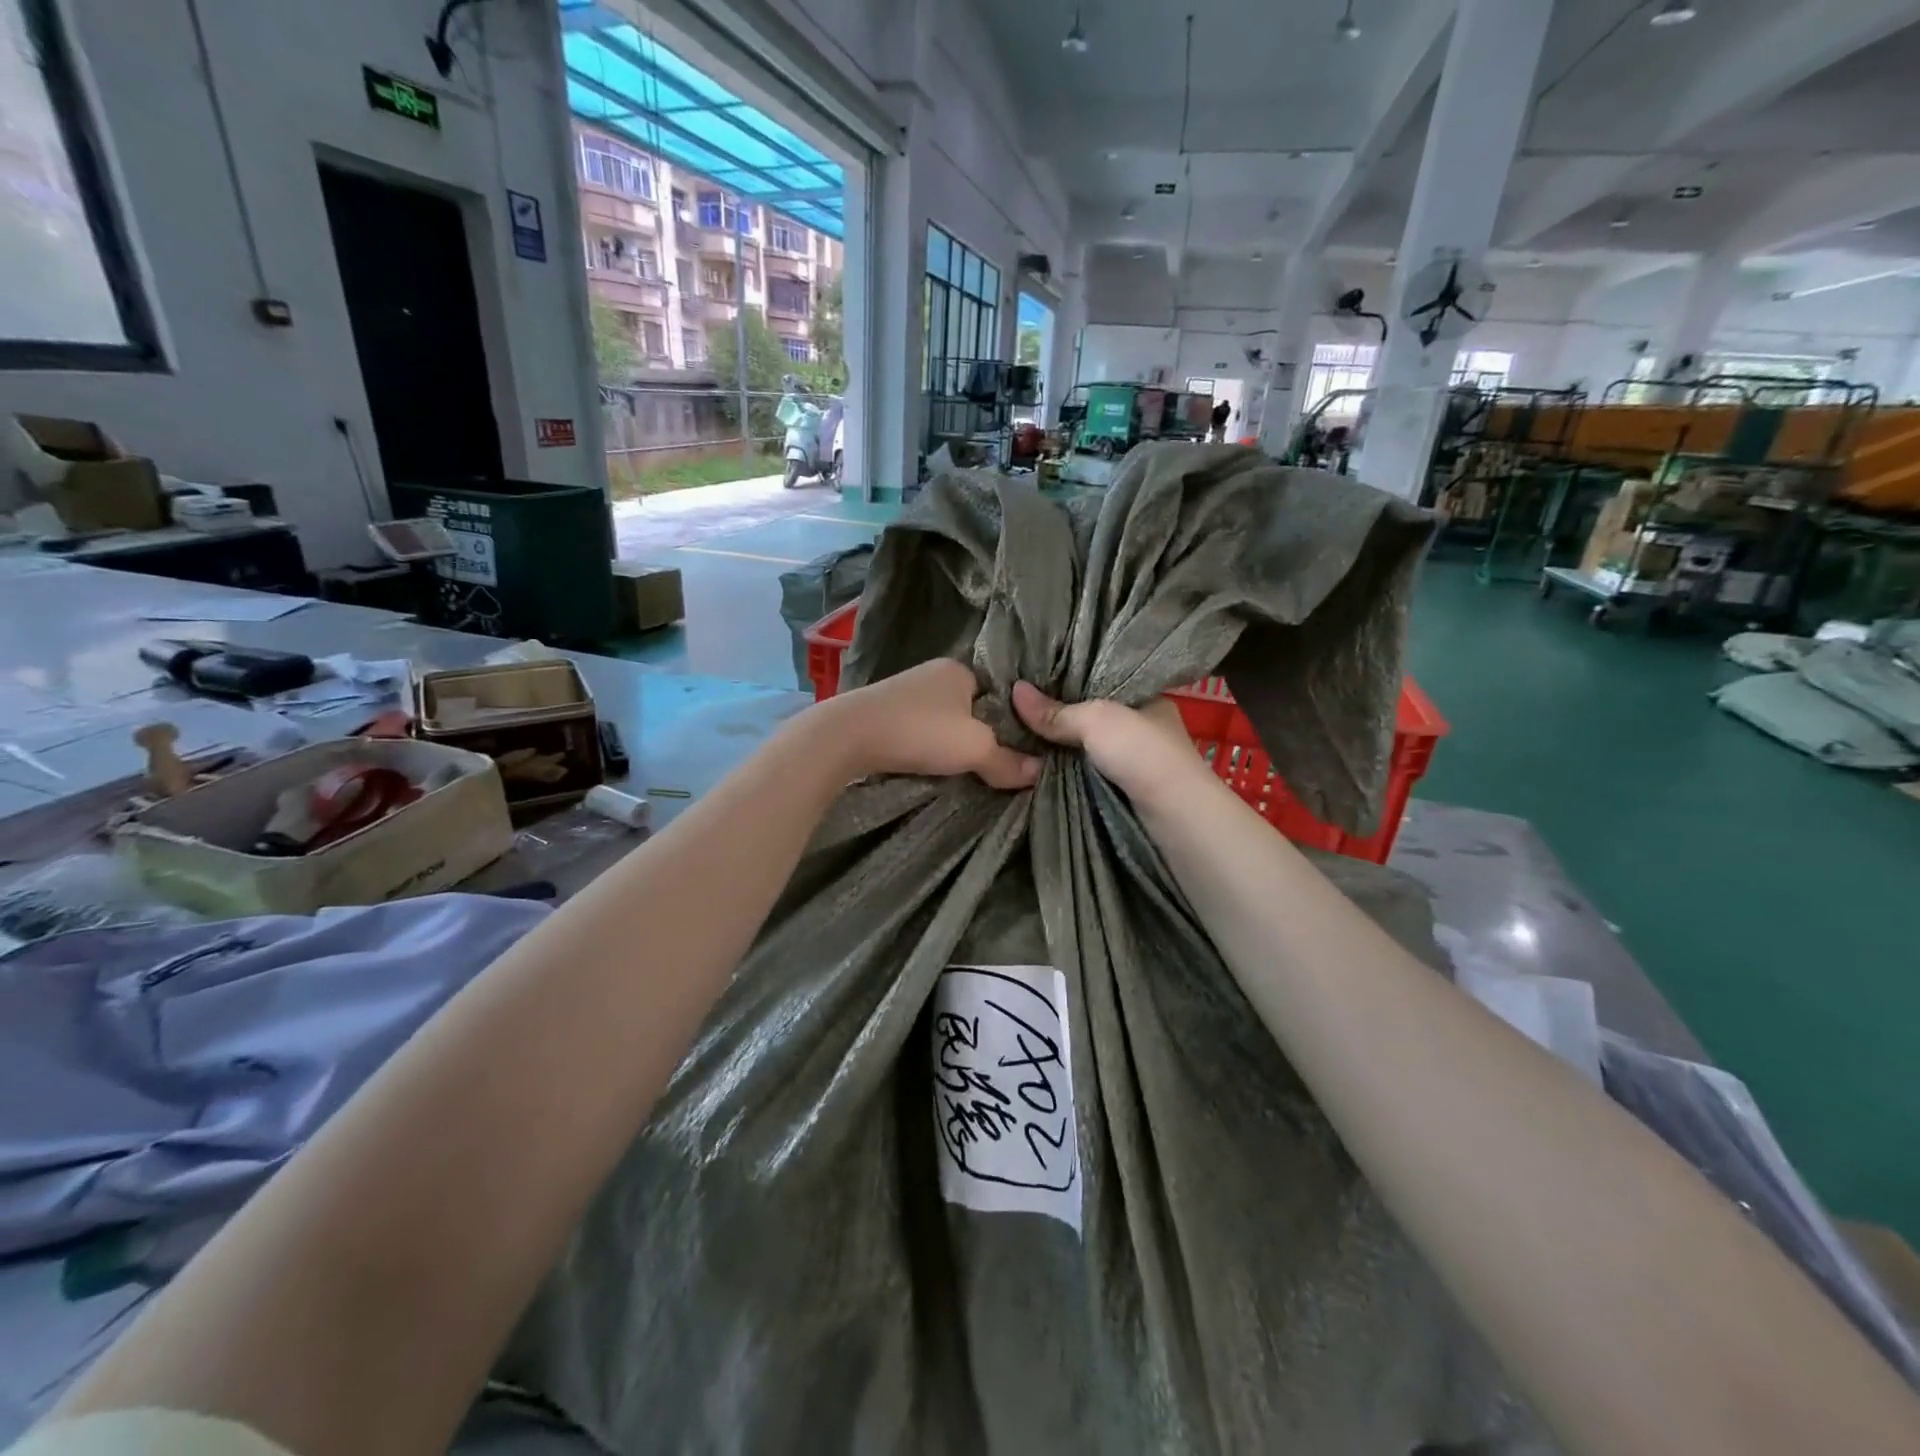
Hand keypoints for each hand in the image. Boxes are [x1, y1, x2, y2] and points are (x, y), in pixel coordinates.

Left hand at [821, 659, 1039, 788]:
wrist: (847, 736)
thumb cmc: (919, 732)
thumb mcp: (974, 749)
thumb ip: (1008, 761)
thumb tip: (1039, 773)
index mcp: (960, 670)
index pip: (999, 694)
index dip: (1010, 721)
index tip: (1017, 750)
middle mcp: (933, 674)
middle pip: (971, 708)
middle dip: (980, 734)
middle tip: (993, 764)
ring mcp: (905, 692)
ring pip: (943, 720)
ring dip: (950, 742)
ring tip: (962, 769)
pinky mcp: (883, 712)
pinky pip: (919, 729)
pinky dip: (926, 745)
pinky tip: (929, 763)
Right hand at [1011, 682, 1202, 805]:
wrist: (1174, 817)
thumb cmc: (1142, 754)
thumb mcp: (1096, 721)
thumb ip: (1056, 711)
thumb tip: (1015, 690)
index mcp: (1146, 699)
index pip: (1101, 682)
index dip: (1069, 681)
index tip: (1033, 679)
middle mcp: (1142, 728)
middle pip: (1089, 717)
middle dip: (1058, 717)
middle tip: (1015, 708)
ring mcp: (1133, 763)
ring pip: (1085, 748)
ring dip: (1058, 748)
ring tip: (1015, 734)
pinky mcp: (1123, 792)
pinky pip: (1085, 774)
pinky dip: (1064, 772)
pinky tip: (1036, 765)